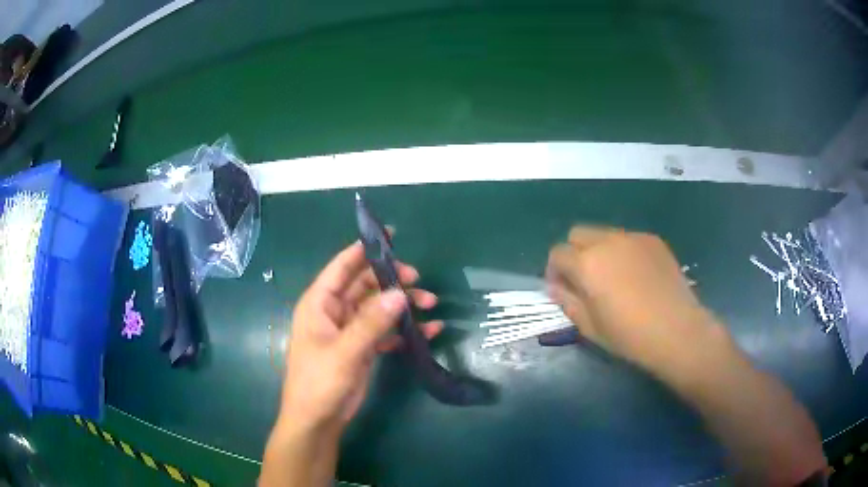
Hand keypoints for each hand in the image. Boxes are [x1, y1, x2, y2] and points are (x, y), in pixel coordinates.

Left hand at [279, 241, 442, 435]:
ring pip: (379, 307)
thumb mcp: (345, 351)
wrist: (318, 419)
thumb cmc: (320, 381)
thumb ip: (371, 322)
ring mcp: (350, 330)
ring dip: (403, 305)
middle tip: (419, 281)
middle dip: (392, 281)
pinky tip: (428, 331)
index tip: (390, 236)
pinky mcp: (362, 347)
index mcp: (320, 303)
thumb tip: (400, 294)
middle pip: (366, 284)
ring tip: (431, 306)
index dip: (363, 249)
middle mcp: (335, 311)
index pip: (342, 267)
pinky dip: (404, 329)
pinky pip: (386, 330)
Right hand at [546, 226, 715, 373]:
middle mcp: (607, 241)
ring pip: (604, 234)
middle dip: (574, 253)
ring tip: (615, 277)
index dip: (555, 271)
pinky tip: (638, 276)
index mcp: (587, 263)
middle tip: (586, 279)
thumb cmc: (629, 335)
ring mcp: (632, 237)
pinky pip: (628, 239)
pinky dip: (624, 252)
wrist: (677, 330)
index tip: (563, 289)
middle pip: (577, 234)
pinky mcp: (653, 240)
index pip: (558, 254)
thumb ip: (567, 301)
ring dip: (599, 250)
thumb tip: (555, 287)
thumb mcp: (590, 327)